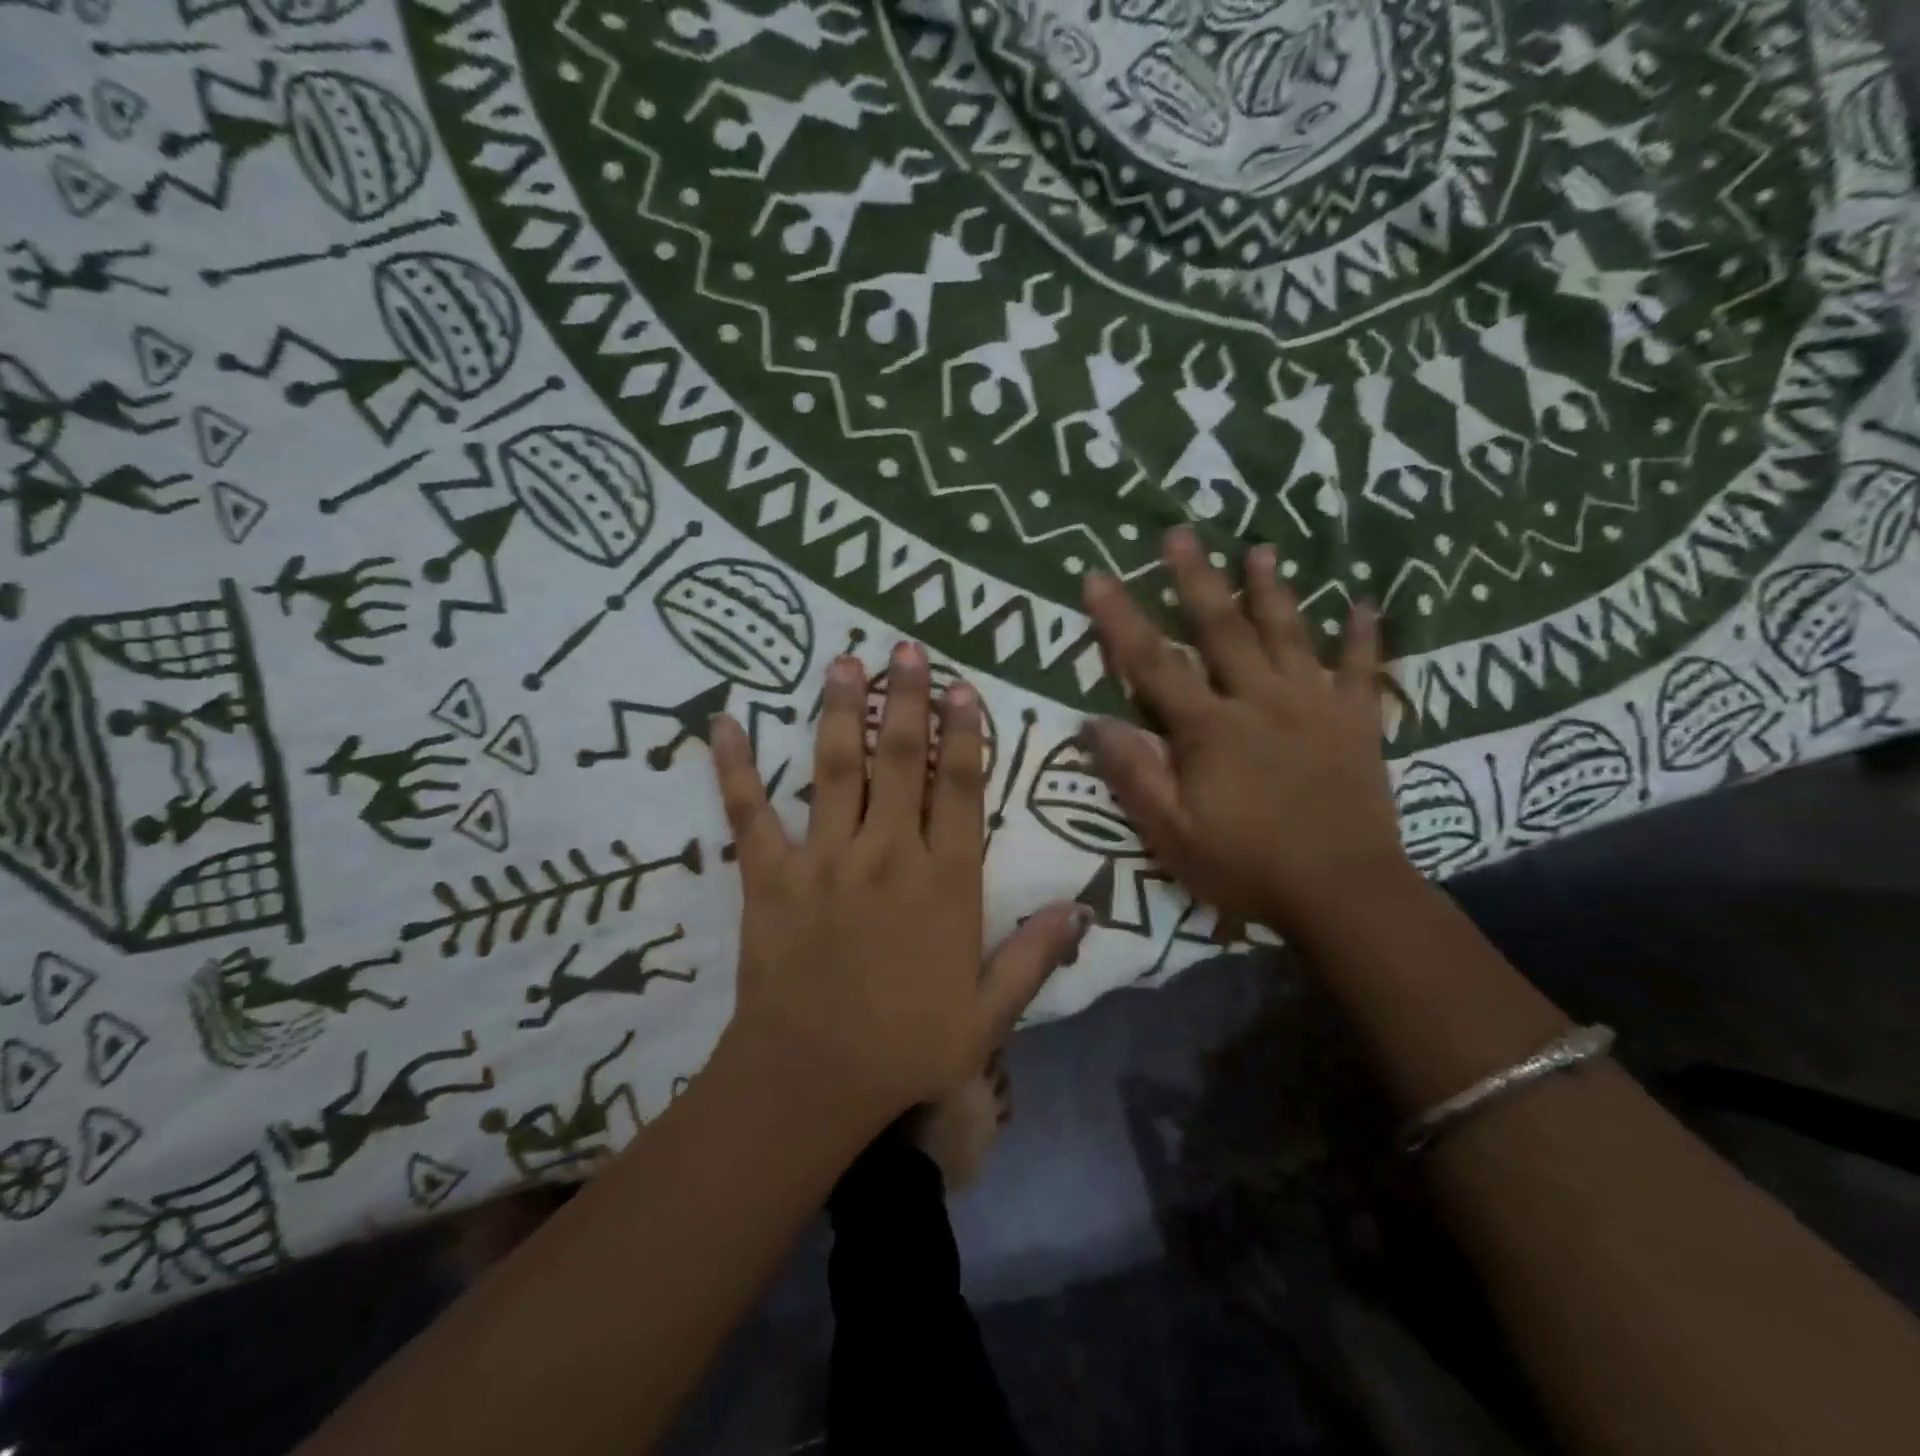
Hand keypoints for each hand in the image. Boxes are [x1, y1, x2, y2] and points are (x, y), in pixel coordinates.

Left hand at [710, 643, 1088, 1125]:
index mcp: (943, 881)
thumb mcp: (988, 1015)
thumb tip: (1080, 909)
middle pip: (899, 759)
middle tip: (904, 648)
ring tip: (844, 662)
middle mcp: (887, 852)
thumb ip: (1033, 956)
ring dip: (840, 711)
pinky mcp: (770, 876)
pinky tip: (722, 723)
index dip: (963, 733)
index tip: (962, 687)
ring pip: (835, 768)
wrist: (811, 1081)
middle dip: (906, 699)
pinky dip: (735, 768)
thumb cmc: (906, 1047)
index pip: (959, 788)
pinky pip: (749, 813)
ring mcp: (824, 858)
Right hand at [1079, 528, 1410, 939]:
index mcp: (1208, 728)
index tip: (1098, 576)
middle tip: (1181, 532)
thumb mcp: (1170, 833)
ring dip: (1272, 590)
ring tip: (1262, 547)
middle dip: (1196, 579)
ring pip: (1289, 635)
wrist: (1343, 893)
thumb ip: (1133, 773)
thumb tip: (1092, 721)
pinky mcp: (1357, 725)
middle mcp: (1258, 701)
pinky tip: (1364, 605)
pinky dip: (1363, 638)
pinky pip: (1361, 672)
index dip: (1120, 619)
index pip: (1153, 663)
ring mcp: (1313, 707)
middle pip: (1222, 629)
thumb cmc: (1246, 865)